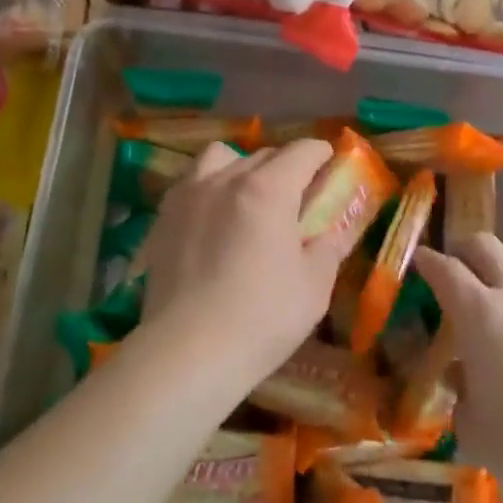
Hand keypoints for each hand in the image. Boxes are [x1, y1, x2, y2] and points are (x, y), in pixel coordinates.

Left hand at [138, 139, 345, 387]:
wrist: (187, 352)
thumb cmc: (261, 318)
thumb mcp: (314, 285)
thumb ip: (330, 245)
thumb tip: (339, 228)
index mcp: (268, 188)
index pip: (302, 151)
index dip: (322, 153)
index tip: (331, 163)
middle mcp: (225, 178)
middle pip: (263, 154)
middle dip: (287, 165)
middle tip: (298, 194)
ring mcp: (189, 194)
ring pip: (220, 158)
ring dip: (241, 167)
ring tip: (248, 198)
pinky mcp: (163, 217)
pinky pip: (191, 182)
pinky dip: (209, 187)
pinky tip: (214, 219)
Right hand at [416, 234, 502, 502]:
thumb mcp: (473, 427)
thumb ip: (460, 392)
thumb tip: (461, 373)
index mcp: (479, 316)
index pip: (446, 271)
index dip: (429, 261)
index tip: (420, 258)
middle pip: (487, 247)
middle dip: (464, 249)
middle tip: (455, 265)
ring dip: (502, 265)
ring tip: (495, 288)